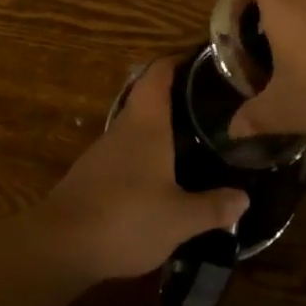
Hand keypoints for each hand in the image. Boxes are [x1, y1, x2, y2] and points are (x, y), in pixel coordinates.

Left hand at [26, 58, 248, 282]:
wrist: (61, 245)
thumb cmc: (126, 218)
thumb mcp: (179, 219)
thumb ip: (212, 207)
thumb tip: (244, 199)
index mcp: (146, 124)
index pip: (158, 74)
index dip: (176, 61)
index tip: (201, 60)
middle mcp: (123, 128)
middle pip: (148, 98)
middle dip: (175, 96)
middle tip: (209, 102)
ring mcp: (103, 151)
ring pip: (137, 126)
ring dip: (160, 127)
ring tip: (192, 136)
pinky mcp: (92, 175)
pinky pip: (126, 152)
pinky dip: (146, 153)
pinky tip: (162, 173)